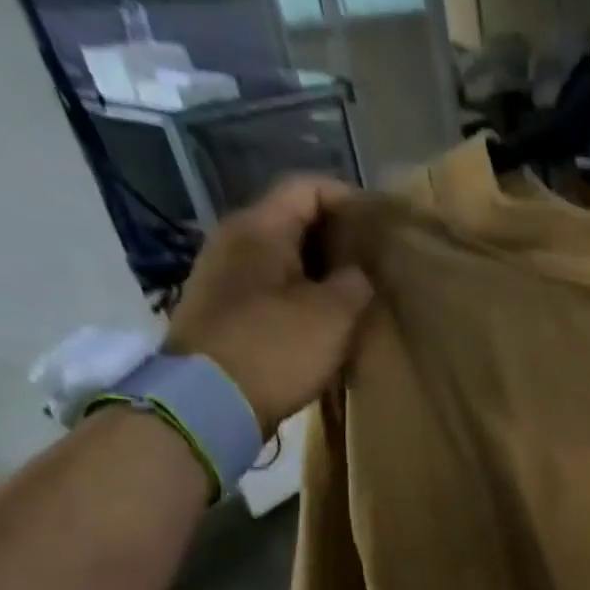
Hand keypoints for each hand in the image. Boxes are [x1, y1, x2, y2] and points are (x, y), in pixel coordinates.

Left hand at [166, 175, 373, 434]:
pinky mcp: (221, 310)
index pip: (306, 188)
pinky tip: (324, 321)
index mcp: (259, 228)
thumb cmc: (275, 349)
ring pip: (282, 257)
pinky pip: (270, 288)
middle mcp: (233, 240)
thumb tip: (358, 274)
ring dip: (320, 271)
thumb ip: (355, 284)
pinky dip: (300, 295)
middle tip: (376, 263)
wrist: (207, 402)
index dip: (348, 199)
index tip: (382, 226)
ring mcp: (222, 276)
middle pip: (292, 221)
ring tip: (355, 295)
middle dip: (337, 238)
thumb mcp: (333, 316)